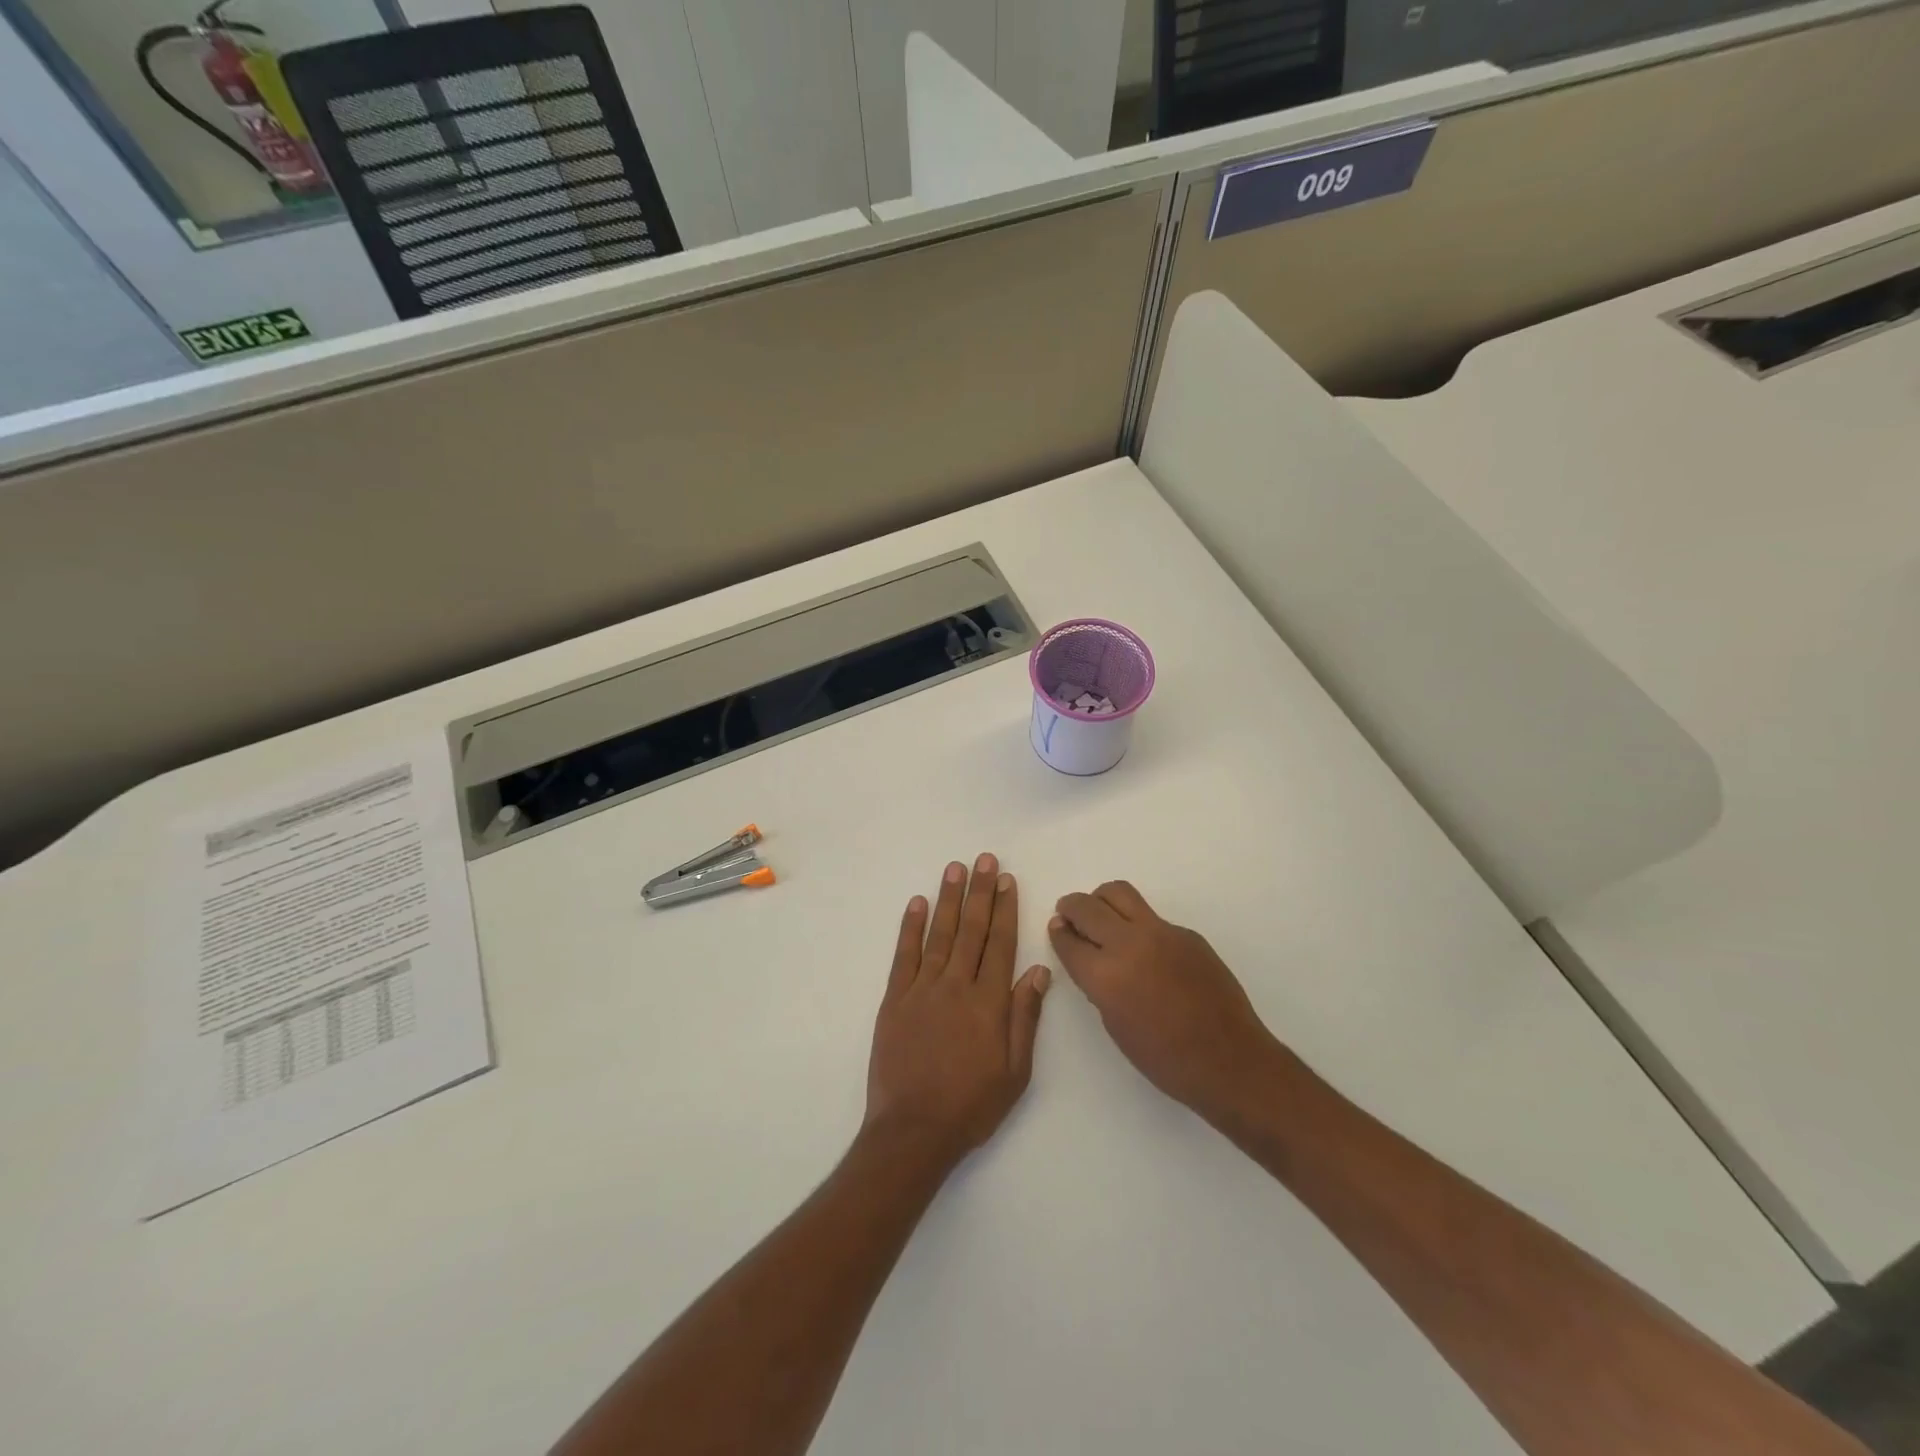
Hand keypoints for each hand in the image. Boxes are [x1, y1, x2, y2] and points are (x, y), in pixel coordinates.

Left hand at [865, 854, 1051, 1168]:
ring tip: (955, 868)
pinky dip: (910, 927)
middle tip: (984, 859)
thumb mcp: (1015, 1071)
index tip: (1007, 880)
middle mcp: (956, 986)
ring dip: (948, 899)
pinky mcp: (895, 1000)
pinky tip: (916, 903)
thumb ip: (1025, 1017)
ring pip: (939, 934)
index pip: (1000, 944)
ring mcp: (922, 990)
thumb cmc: (971, 1105)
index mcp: (989, 1003)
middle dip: (979, 892)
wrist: (913, 1131)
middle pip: (972, 930)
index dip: (1005, 909)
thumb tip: (1039, 970)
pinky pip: (904, 955)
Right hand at [1050, 881, 1284, 1126]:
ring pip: (1119, 893)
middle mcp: (1129, 943)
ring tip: (1101, 916)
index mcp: (1105, 975)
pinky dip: (1136, 923)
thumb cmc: (1165, 1059)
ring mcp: (1161, 932)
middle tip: (1068, 914)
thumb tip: (1089, 959)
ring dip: (1101, 900)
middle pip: (1087, 906)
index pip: (1069, 940)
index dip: (1058, 933)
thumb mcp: (1115, 1025)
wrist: (1229, 1060)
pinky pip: (1151, 916)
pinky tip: (1145, 950)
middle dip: (1071, 907)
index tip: (1057, 929)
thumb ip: (1097, 984)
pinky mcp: (1186, 933)